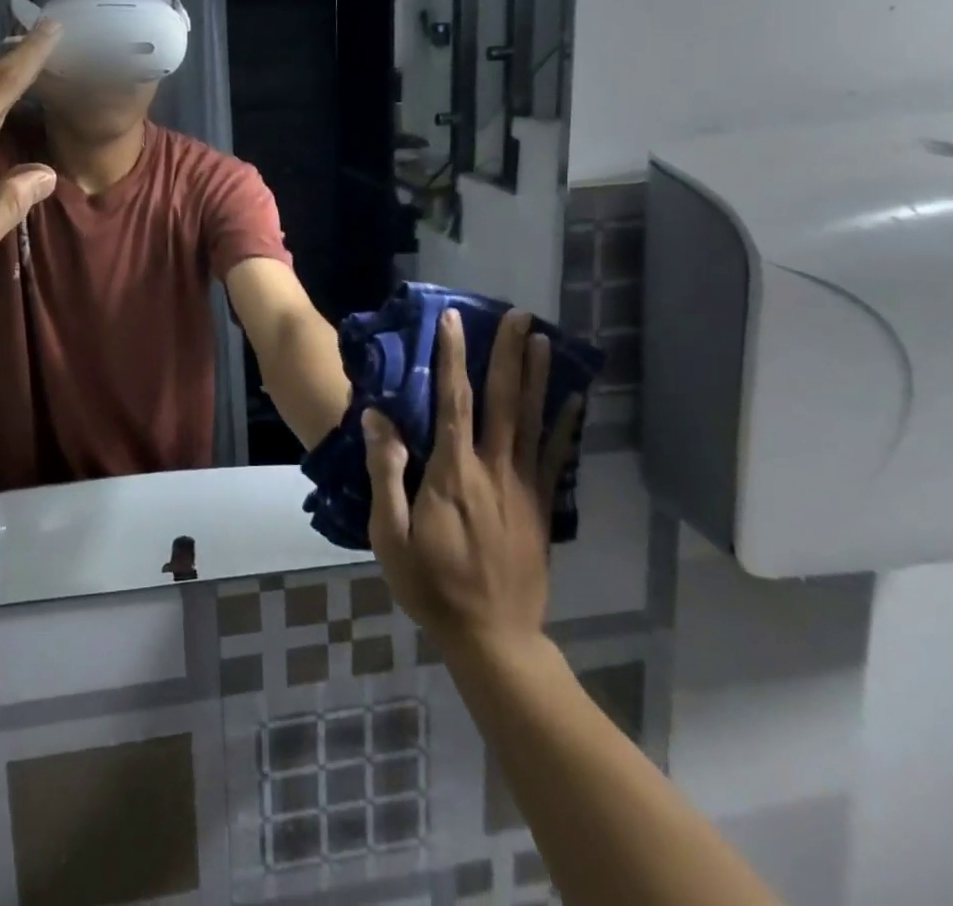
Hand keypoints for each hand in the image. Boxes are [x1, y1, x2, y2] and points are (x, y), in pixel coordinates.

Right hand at [364, 308, 581, 658]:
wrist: (492, 637)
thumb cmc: (430, 583)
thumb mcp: (389, 533)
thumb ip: (386, 473)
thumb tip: (380, 419)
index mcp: (453, 473)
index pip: (453, 401)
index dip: (453, 357)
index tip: (454, 319)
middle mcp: (494, 469)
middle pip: (502, 400)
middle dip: (508, 354)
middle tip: (518, 315)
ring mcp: (524, 487)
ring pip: (532, 420)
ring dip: (538, 377)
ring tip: (544, 339)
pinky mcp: (542, 506)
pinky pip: (556, 457)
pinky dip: (565, 425)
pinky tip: (572, 400)